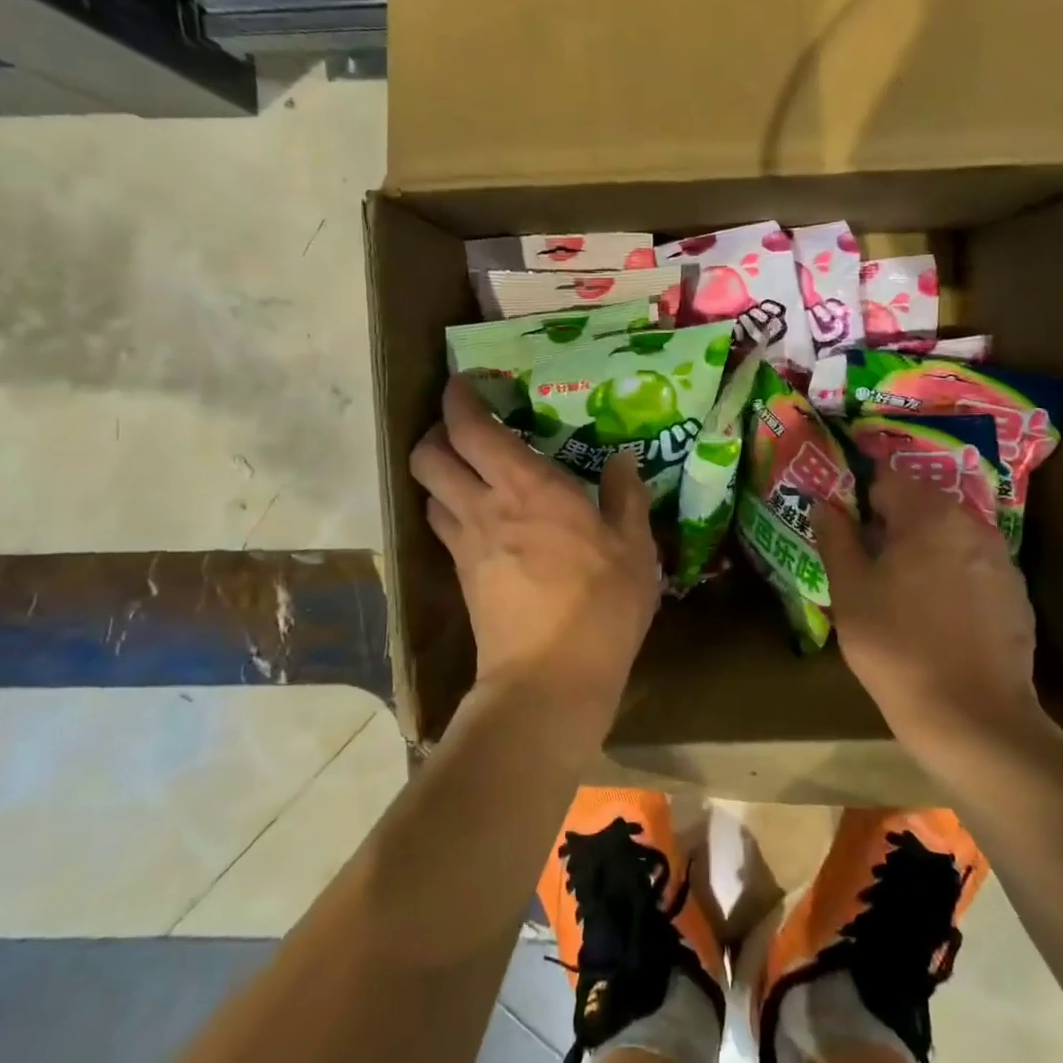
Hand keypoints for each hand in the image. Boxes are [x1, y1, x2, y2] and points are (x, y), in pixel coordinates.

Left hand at [410, 377, 660, 750]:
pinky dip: (450, 509)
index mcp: (527, 486)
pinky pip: (443, 527)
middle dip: (436, 431)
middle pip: (428, 455)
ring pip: (428, 491)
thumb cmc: (601, 605)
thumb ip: (626, 496)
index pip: (470, 427)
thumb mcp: (634, 548)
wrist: (549, 679)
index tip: (468, 382)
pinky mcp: (461, 576)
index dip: (460, 397)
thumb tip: (623, 459)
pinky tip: (481, 518)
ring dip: (440, 472)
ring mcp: (466, 543)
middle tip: (466, 429)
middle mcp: (484, 505)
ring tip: (470, 471)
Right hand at [813, 466, 1043, 766]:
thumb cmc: (897, 647)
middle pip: (921, 505)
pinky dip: (948, 576)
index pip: (887, 478)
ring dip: (920, 549)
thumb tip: (824, 503)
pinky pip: (971, 567)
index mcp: (930, 515)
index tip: (844, 525)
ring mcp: (1000, 560)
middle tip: (864, 562)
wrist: (973, 718)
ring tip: (896, 590)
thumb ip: (836, 537)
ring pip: (947, 536)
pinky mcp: (1015, 595)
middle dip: (890, 523)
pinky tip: (933, 615)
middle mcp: (972, 525)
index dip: (860, 496)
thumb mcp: (850, 591)